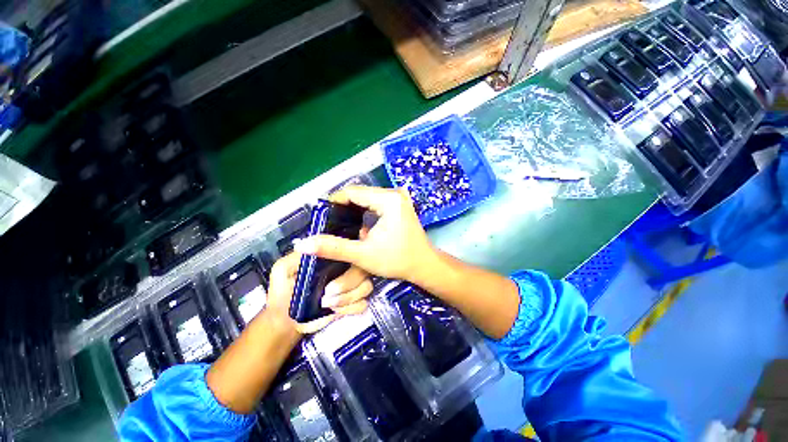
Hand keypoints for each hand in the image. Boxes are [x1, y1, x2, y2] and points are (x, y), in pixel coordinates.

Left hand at [264, 252, 371, 334]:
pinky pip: (364, 303)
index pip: (350, 250)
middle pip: (362, 269)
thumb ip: (296, 257)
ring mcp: (352, 287)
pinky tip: (337, 312)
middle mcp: (346, 269)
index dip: (351, 254)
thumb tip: (310, 245)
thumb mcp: (283, 270)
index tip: (338, 267)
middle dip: (347, 282)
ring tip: (328, 304)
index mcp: (333, 259)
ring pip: (366, 286)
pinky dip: (352, 308)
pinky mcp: (353, 304)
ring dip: (349, 297)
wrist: (286, 321)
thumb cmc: (284, 292)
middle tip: (328, 292)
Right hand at [294, 186, 437, 284]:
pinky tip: (356, 223)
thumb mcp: (363, 254)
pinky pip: (375, 203)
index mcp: (388, 200)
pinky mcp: (399, 205)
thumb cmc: (397, 260)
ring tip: (338, 223)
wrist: (423, 265)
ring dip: (352, 209)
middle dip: (342, 206)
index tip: (320, 214)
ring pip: (367, 198)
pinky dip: (364, 211)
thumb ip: (333, 248)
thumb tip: (303, 244)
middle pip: (360, 194)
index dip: (334, 201)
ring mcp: (398, 199)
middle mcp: (394, 194)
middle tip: (327, 221)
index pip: (353, 192)